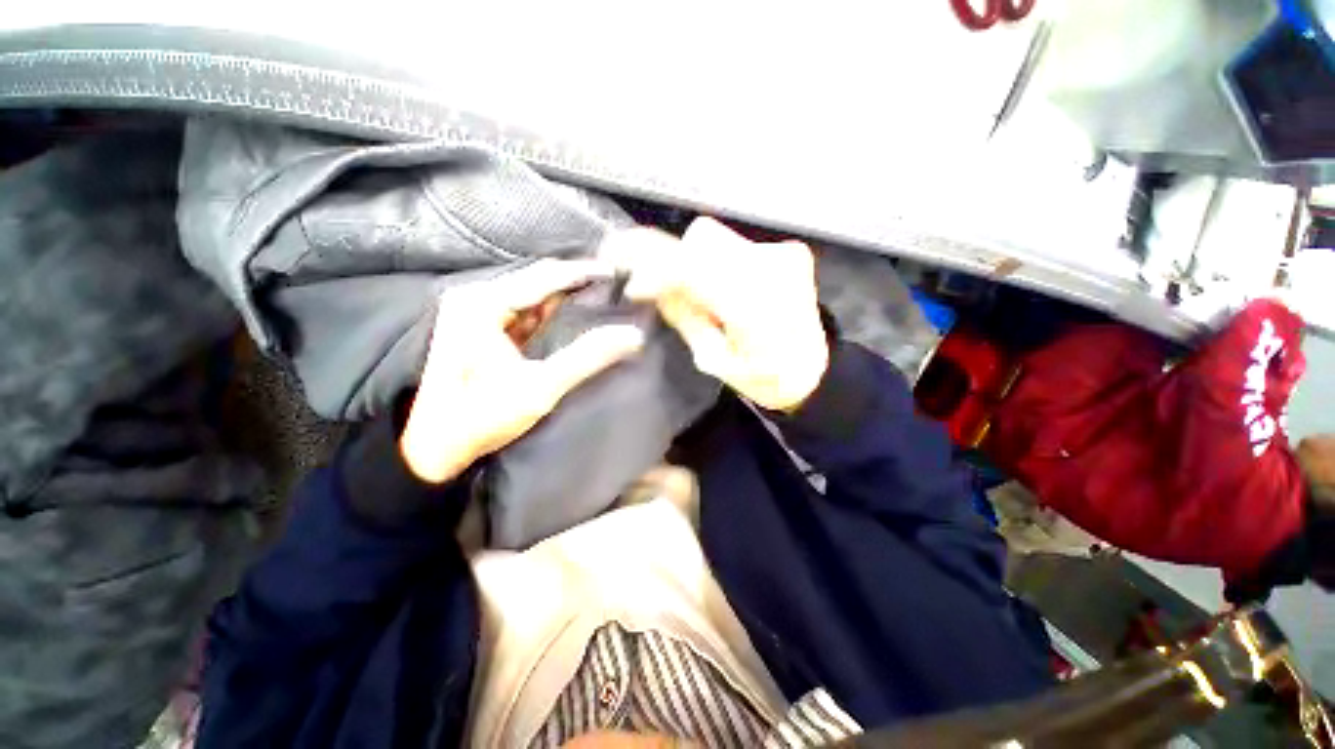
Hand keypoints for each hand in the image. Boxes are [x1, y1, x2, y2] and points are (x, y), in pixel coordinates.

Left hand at [400, 260, 644, 482]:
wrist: (434, 448)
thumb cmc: (482, 418)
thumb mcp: (540, 389)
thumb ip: (587, 358)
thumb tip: (631, 335)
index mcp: (483, 305)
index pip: (545, 276)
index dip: (584, 272)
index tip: (618, 272)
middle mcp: (476, 298)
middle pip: (537, 279)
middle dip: (577, 281)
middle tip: (615, 285)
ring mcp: (476, 312)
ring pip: (532, 294)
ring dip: (565, 295)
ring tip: (602, 295)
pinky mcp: (480, 328)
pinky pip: (523, 310)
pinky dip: (549, 310)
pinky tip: (572, 312)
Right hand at [605, 217, 828, 411]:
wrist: (813, 372)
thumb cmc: (764, 378)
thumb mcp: (713, 359)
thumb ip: (683, 315)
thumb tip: (651, 284)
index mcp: (753, 306)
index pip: (691, 267)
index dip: (653, 267)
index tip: (631, 281)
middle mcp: (771, 268)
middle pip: (702, 238)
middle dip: (673, 259)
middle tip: (663, 289)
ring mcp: (784, 254)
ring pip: (716, 237)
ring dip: (695, 259)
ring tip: (701, 293)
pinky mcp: (789, 251)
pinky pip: (735, 245)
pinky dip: (718, 262)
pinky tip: (725, 289)